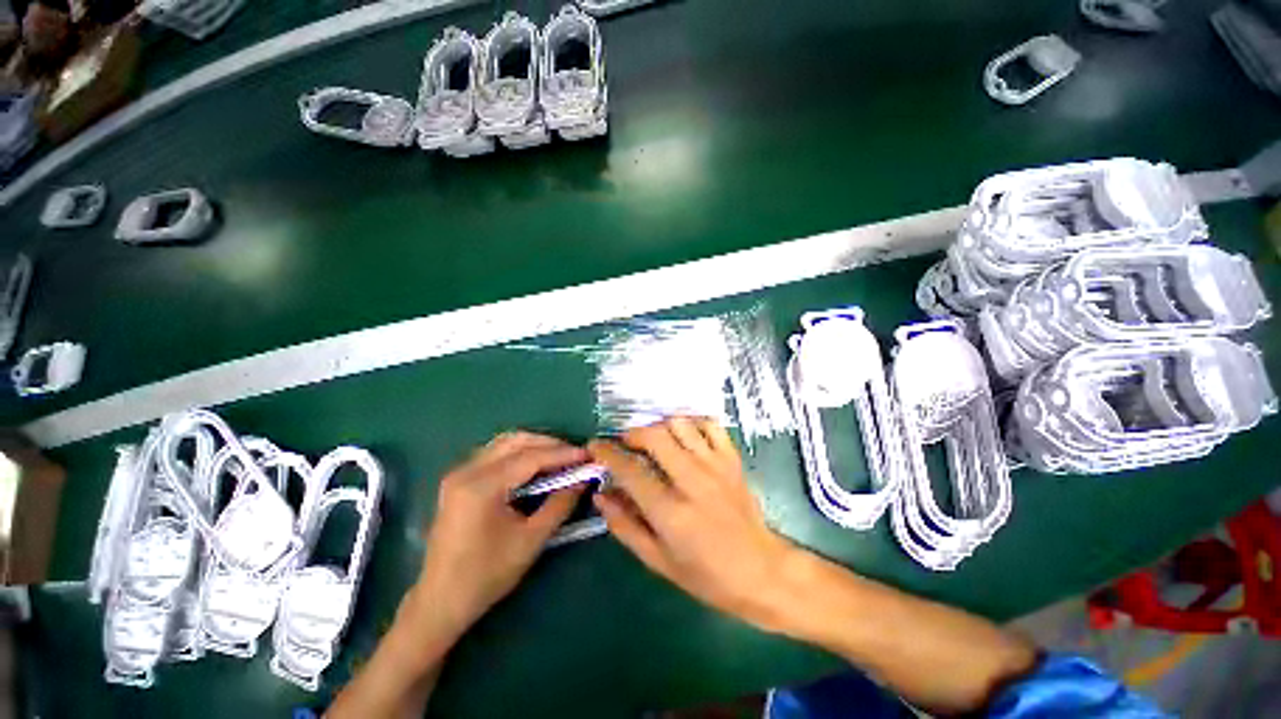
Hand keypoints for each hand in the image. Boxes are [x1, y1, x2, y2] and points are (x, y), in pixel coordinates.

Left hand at [410, 432, 588, 642]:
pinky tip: (535, 465)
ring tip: (560, 458)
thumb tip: (583, 479)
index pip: (530, 457)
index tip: (588, 455)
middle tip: (575, 455)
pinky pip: (494, 454)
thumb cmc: (486, 575)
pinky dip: (519, 453)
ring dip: (534, 445)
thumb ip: (560, 504)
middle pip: (515, 441)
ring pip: (504, 443)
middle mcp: (466, 471)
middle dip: (549, 444)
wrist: (440, 601)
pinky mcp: (458, 480)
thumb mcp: (531, 540)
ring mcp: (458, 473)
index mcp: (481, 486)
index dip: (562, 454)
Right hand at [588, 417, 798, 631]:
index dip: (607, 453)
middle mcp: (692, 481)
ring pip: (680, 424)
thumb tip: (601, 494)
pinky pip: (710, 425)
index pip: (630, 470)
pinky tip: (684, 435)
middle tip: (625, 443)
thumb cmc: (706, 575)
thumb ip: (625, 525)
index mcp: (671, 512)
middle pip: (655, 436)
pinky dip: (692, 423)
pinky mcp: (732, 459)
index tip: (595, 445)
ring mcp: (716, 465)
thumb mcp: (658, 560)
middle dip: (632, 433)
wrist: (761, 571)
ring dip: (659, 426)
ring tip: (653, 439)